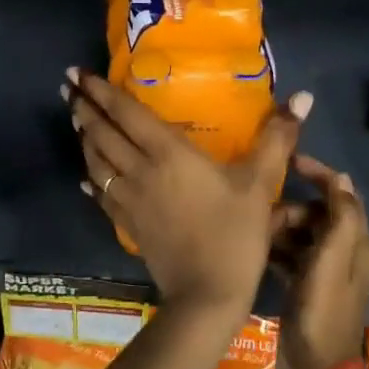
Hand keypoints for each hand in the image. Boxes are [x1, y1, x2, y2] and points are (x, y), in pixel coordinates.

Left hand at [64, 68, 310, 318]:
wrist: (207, 295)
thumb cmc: (234, 234)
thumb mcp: (260, 183)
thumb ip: (277, 138)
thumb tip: (302, 97)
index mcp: (168, 153)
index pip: (126, 113)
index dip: (101, 91)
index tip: (78, 73)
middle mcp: (140, 170)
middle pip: (103, 133)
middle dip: (83, 107)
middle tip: (67, 86)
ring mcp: (129, 199)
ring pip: (97, 162)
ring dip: (84, 138)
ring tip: (75, 119)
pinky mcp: (128, 225)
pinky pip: (102, 195)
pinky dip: (91, 180)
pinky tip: (85, 178)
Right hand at [270, 155, 368, 368]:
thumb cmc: (322, 312)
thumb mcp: (332, 260)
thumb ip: (340, 217)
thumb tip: (341, 178)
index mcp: (356, 245)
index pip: (342, 196)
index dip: (320, 175)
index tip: (289, 161)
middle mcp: (343, 256)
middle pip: (318, 215)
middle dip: (293, 207)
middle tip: (266, 215)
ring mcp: (322, 275)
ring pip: (301, 235)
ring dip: (281, 228)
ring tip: (256, 233)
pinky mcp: (303, 290)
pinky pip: (289, 257)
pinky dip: (275, 250)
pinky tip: (254, 251)